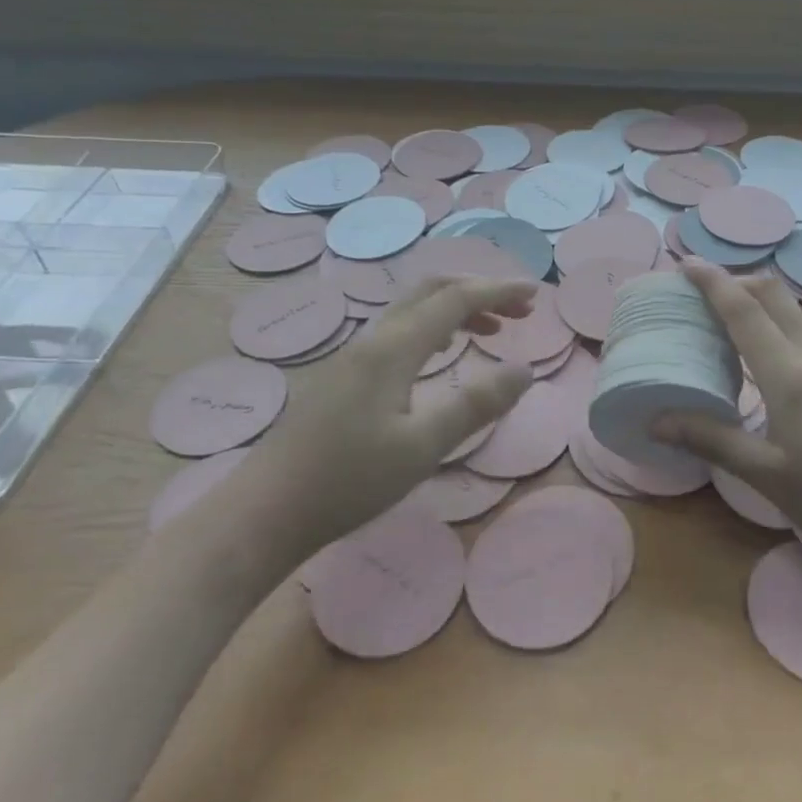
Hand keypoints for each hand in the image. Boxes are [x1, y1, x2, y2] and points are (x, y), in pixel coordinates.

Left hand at [250, 276, 536, 556]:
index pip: (456, 299)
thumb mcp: (423, 447)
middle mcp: (374, 339)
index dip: (499, 290)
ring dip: (456, 309)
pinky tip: (442, 354)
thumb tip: (524, 370)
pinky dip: (433, 327)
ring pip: (413, 310)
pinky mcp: (344, 376)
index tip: (537, 294)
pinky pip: (399, 330)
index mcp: (394, 348)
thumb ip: (476, 405)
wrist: (265, 512)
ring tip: (493, 330)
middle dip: (480, 291)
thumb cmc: (348, 480)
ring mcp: (355, 356)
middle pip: (432, 290)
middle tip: (520, 310)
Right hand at [654, 261, 801, 583]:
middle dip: (735, 280)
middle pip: (773, 293)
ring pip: (795, 309)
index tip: (683, 264)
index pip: (744, 309)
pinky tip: (772, 353)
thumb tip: (655, 421)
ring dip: (760, 300)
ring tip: (729, 320)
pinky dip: (781, 321)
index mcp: (791, 374)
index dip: (712, 281)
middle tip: (701, 294)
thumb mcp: (767, 476)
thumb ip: (711, 439)